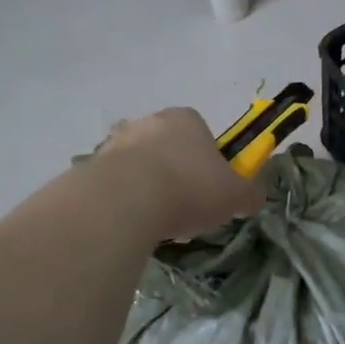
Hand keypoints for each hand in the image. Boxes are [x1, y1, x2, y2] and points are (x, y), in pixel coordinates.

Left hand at [96, 107, 264, 240]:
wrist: (126, 201)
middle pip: (167, 148)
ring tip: (156, 223)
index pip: (201, 135)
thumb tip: (254, 196)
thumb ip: (248, 194)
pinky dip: (122, 201)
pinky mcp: (90, 166)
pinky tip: (131, 224)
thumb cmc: (190, 188)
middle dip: (175, 175)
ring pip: (139, 165)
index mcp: (187, 119)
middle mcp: (149, 122)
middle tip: (183, 209)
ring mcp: (116, 142)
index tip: (209, 191)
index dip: (207, 164)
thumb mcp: (235, 196)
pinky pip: (113, 184)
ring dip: (147, 188)